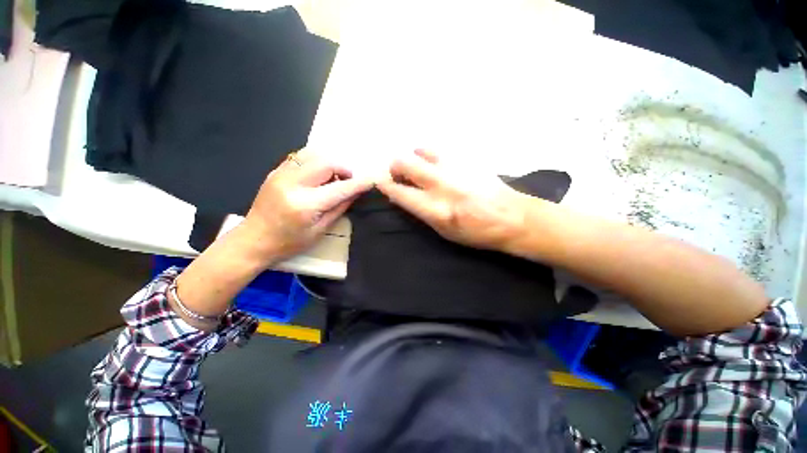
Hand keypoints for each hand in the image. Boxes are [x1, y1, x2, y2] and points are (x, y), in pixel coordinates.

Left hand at [243, 149, 372, 262]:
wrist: (253, 240)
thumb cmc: (290, 242)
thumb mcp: (320, 230)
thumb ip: (339, 208)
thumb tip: (355, 192)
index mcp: (306, 204)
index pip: (340, 188)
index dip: (358, 183)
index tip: (371, 180)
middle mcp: (293, 184)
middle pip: (326, 163)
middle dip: (343, 169)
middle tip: (348, 181)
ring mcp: (281, 174)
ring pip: (313, 154)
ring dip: (329, 163)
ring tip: (333, 178)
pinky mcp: (276, 171)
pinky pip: (301, 157)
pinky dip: (315, 162)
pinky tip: (318, 175)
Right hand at [376, 149, 528, 250]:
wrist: (512, 217)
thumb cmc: (476, 232)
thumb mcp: (443, 231)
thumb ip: (420, 212)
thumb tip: (403, 197)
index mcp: (435, 209)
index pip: (399, 192)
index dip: (385, 186)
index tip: (381, 183)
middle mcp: (441, 184)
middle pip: (404, 163)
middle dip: (395, 167)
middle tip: (399, 174)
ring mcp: (454, 167)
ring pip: (420, 150)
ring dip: (414, 159)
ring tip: (420, 169)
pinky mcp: (467, 158)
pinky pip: (439, 150)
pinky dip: (431, 156)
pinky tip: (439, 166)